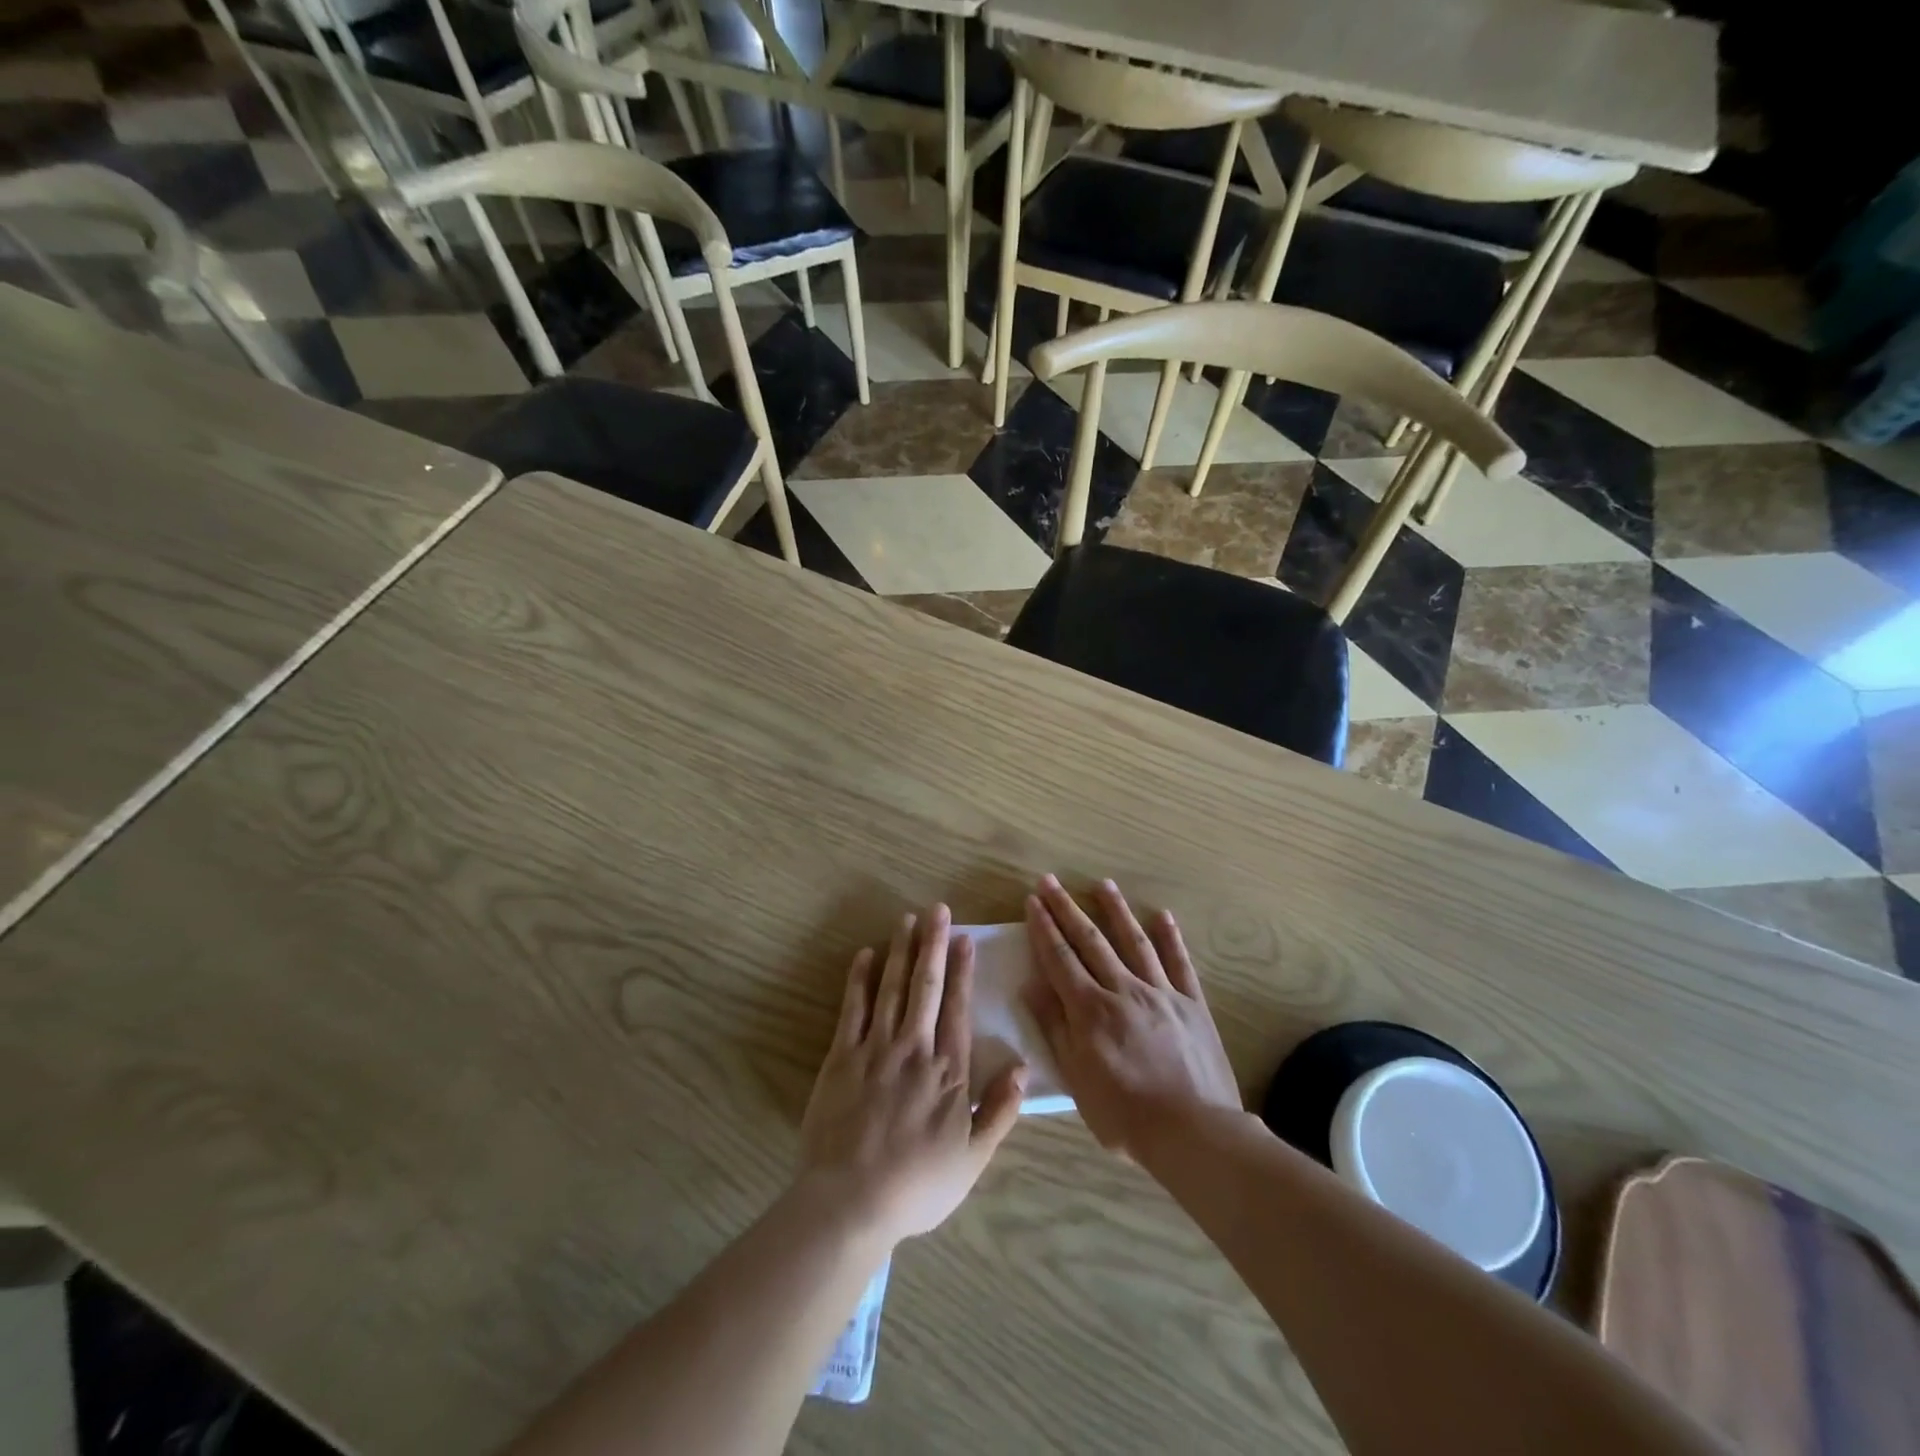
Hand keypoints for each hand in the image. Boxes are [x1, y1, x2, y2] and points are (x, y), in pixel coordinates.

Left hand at [801, 905, 1026, 1244]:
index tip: (966, 939)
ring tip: (907, 919)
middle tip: (937, 909)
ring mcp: (875, 1049)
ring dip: (900, 951)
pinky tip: (865, 955)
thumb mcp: (972, 1159)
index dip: (963, 971)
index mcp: (948, 1071)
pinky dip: (859, 980)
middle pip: (925, 987)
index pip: (958, 1009)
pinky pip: (852, 1009)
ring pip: (891, 989)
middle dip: (933, 945)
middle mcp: (914, 1049)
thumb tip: (1022, 1068)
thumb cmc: (917, 1185)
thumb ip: (999, 1111)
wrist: (851, 1201)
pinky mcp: (841, 1057)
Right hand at [1024, 876, 1240, 1156]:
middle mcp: (1123, 990)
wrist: (1194, 1133)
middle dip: (1067, 909)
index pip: (1060, 958)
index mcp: (1090, 1010)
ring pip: (1134, 942)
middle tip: (1051, 881)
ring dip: (1115, 910)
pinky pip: (1179, 963)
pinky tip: (1162, 916)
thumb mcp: (1077, 1078)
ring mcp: (1161, 993)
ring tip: (1102, 884)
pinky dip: (1170, 938)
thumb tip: (1031, 986)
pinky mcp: (1192, 1004)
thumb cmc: (1125, 1115)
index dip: (1044, 928)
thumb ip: (1056, 1028)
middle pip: (1090, 941)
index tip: (1032, 900)